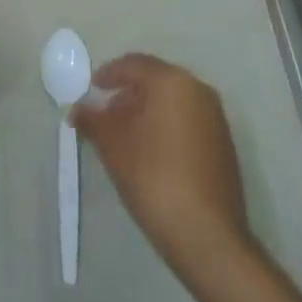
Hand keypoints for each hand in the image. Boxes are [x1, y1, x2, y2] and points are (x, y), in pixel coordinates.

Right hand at [73, 54, 250, 279]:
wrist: (207, 237)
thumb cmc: (153, 177)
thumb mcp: (112, 145)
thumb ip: (92, 119)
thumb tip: (78, 108)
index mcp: (172, 81)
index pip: (133, 65)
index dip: (107, 75)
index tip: (89, 91)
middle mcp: (198, 90)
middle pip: (154, 80)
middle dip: (126, 93)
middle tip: (104, 113)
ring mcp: (215, 117)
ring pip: (172, 101)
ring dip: (146, 110)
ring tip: (123, 135)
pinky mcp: (223, 144)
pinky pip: (186, 120)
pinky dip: (165, 125)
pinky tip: (150, 151)